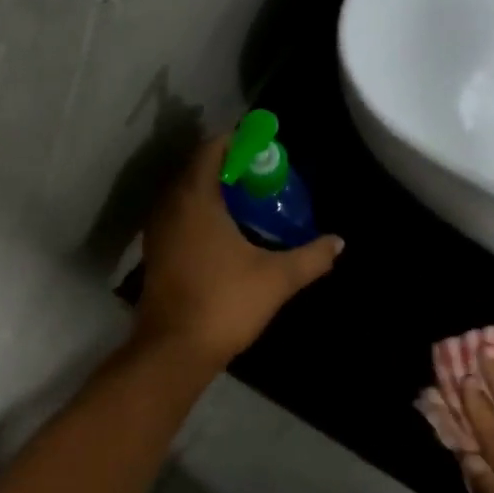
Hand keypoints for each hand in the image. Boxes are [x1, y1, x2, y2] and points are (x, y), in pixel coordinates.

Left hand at [135, 134, 343, 369]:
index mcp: (194, 199)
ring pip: (185, 195)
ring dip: (213, 192)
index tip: (266, 151)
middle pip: (197, 169)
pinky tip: (225, 234)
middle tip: (263, 179)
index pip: (211, 149)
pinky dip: (200, 215)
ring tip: (248, 205)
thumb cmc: (225, 304)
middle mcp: (168, 207)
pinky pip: (178, 217)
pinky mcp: (154, 254)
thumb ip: (311, 257)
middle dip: (229, 168)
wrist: (174, 350)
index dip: (238, 142)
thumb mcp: (276, 279)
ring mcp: (157, 231)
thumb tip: (339, 243)